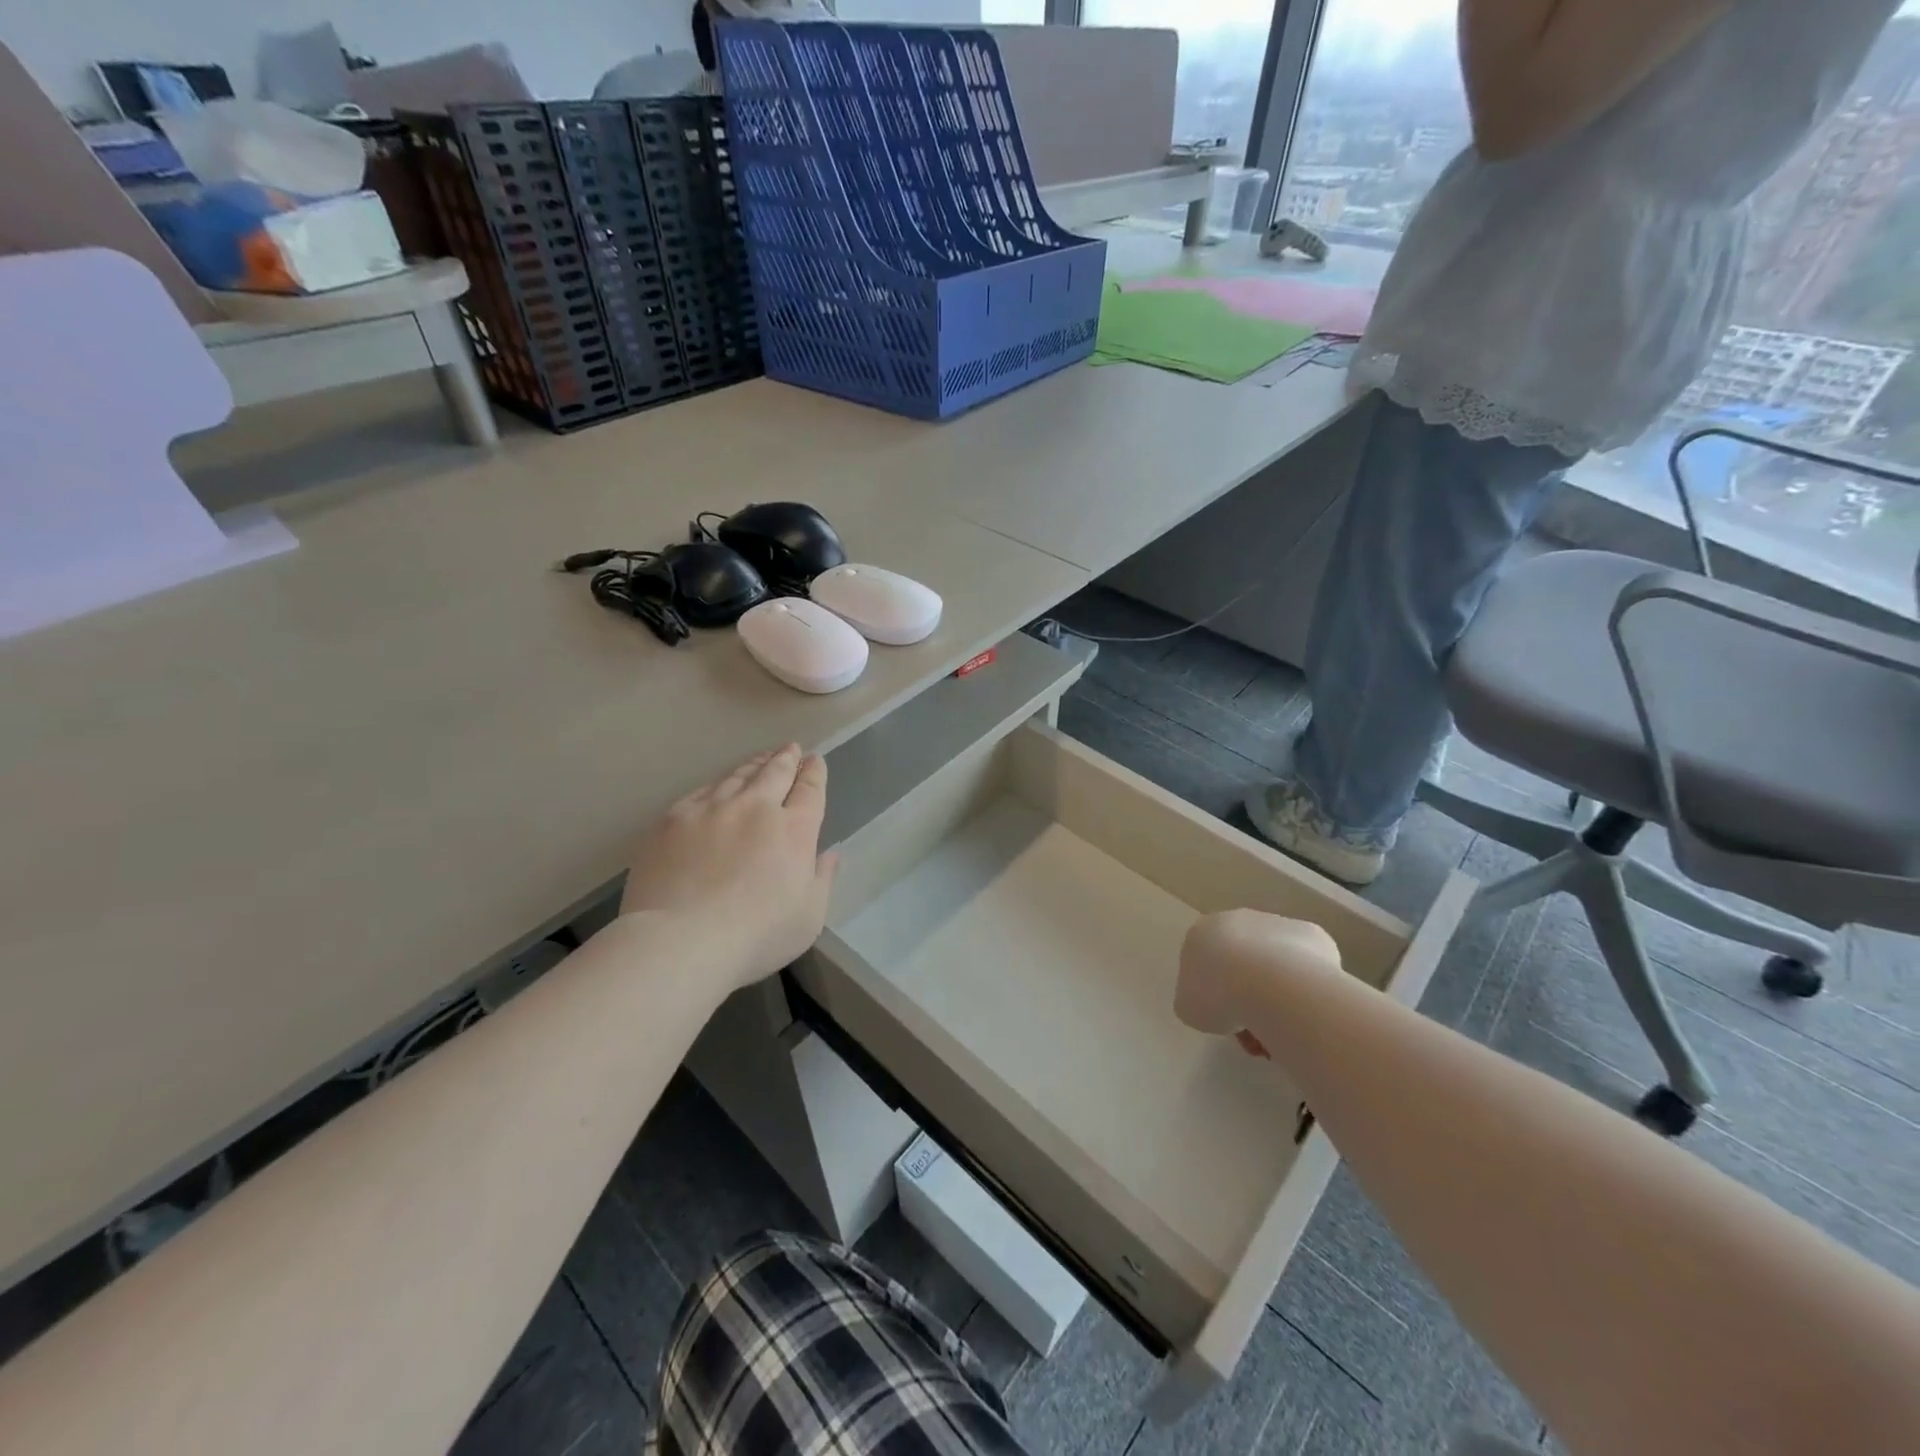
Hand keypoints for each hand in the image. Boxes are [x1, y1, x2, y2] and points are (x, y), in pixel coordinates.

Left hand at [621, 745, 838, 996]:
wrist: (680, 940)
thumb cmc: (755, 936)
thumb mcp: (808, 917)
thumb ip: (823, 878)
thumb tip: (832, 852)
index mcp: (794, 830)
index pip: (810, 790)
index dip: (814, 773)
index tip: (815, 761)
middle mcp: (756, 808)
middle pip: (775, 773)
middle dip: (786, 758)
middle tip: (791, 748)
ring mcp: (712, 809)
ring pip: (738, 776)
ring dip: (754, 764)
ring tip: (761, 758)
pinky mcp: (674, 819)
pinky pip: (702, 790)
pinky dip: (718, 782)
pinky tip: (718, 784)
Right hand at [1175, 909, 1342, 1057]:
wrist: (1272, 987)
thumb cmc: (1219, 995)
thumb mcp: (1188, 1008)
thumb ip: (1196, 999)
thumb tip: (1215, 1003)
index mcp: (1202, 932)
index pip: (1205, 962)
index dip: (1213, 994)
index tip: (1223, 1018)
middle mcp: (1239, 920)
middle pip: (1241, 960)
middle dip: (1246, 995)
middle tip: (1253, 1030)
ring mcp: (1277, 924)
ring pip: (1275, 964)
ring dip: (1276, 996)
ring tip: (1281, 1032)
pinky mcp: (1313, 935)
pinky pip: (1306, 966)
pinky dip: (1304, 988)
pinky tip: (1303, 1010)